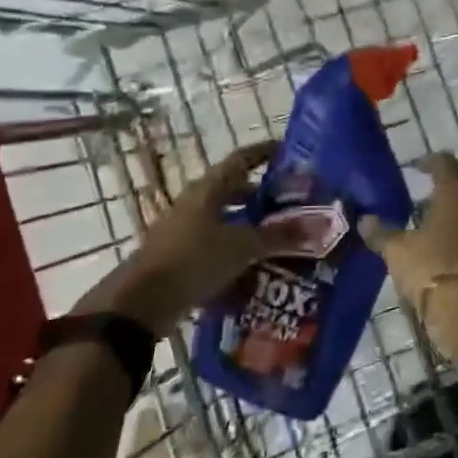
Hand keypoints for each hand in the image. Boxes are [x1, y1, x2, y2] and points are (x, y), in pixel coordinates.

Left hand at [77, 140, 285, 338]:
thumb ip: (279, 236)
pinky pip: (216, 246)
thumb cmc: (193, 261)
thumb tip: (318, 226)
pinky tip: (257, 267)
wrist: (140, 305)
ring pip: (225, 220)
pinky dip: (237, 251)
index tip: (289, 152)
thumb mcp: (242, 247)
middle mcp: (195, 204)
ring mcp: (184, 231)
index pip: (242, 159)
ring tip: (281, 236)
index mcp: (208, 189)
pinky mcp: (180, 257)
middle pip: (233, 190)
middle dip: (263, 195)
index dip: (265, 152)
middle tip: (292, 202)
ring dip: (251, 225)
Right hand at [360, 153, 457, 355]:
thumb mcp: (398, 252)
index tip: (418, 168)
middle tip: (422, 210)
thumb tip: (364, 220)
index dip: (430, 162)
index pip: (445, 164)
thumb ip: (382, 234)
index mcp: (455, 193)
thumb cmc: (434, 268)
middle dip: (444, 199)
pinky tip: (456, 263)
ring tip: (437, 240)